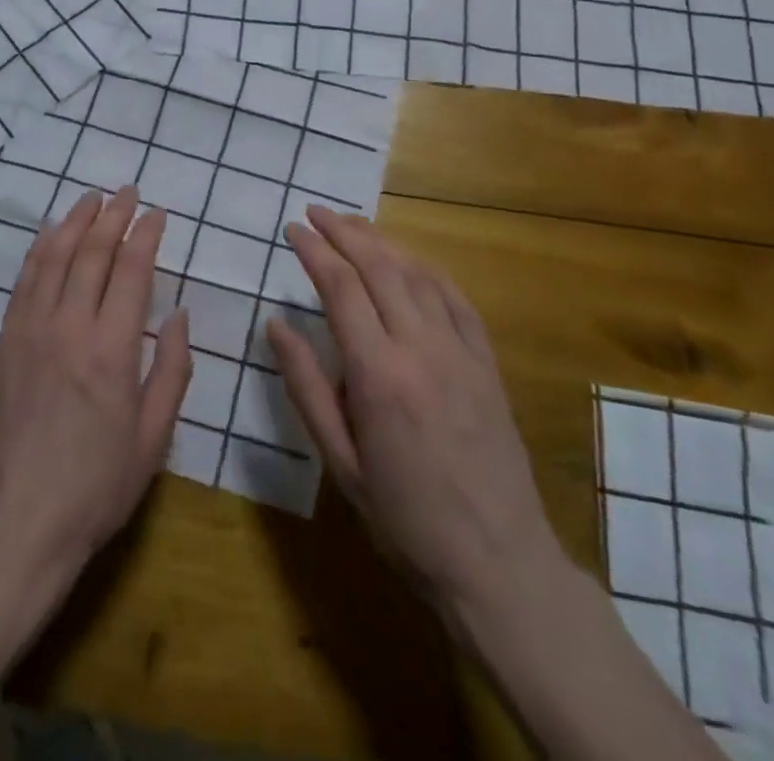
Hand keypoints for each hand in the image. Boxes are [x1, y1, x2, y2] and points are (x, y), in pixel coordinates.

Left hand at [0, 186, 192, 575]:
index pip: (132, 270)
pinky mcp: (5, 344)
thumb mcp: (154, 436)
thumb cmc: (97, 485)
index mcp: (112, 350)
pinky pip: (24, 283)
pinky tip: (49, 235)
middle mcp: (70, 328)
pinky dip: (39, 251)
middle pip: (92, 253)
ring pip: (53, 258)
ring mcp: (30, 332)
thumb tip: (177, 315)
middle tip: (127, 192)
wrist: (19, 522)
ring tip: (91, 199)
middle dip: (113, 216)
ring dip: (74, 222)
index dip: (146, 234)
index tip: (157, 213)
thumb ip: (171, 369)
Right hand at [267, 207, 561, 615]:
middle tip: (316, 212)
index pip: (340, 288)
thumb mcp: (340, 462)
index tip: (293, 229)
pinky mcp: (487, 361)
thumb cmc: (404, 518)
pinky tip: (411, 259)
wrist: (497, 561)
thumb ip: (306, 387)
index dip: (315, 251)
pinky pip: (456, 298)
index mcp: (378, 374)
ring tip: (354, 223)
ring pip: (418, 273)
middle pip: (380, 266)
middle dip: (345, 231)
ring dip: (383, 241)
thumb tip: (276, 326)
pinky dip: (428, 268)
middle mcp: (421, 347)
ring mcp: (460, 351)